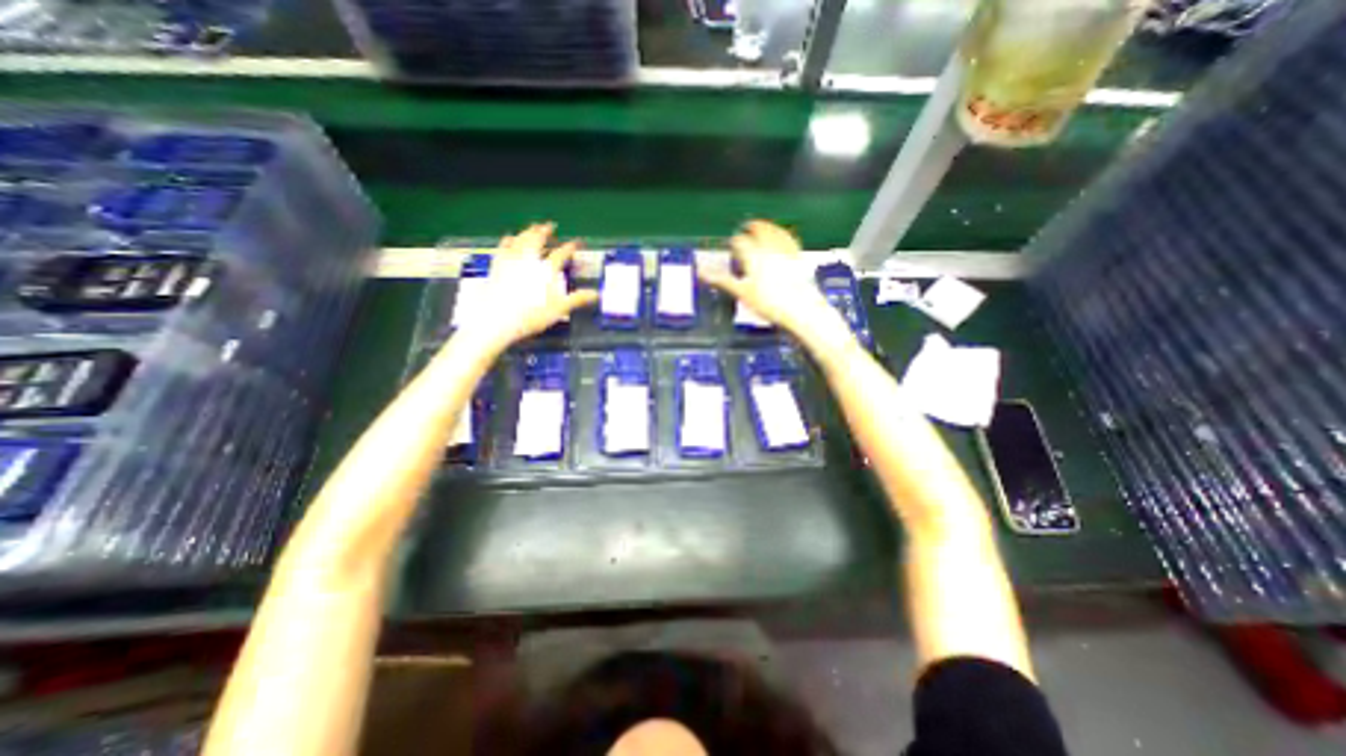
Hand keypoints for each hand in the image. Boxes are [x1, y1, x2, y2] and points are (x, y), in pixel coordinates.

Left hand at [456, 223, 594, 354]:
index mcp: (546, 269)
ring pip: (520, 239)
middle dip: (545, 231)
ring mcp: (511, 261)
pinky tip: (510, 239)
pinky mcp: (497, 266)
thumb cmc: (532, 315)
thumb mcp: (560, 309)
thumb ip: (578, 299)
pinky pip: (503, 247)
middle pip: (538, 239)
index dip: (571, 247)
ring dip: (528, 231)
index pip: (562, 253)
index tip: (577, 243)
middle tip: (551, 226)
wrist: (498, 319)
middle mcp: (529, 260)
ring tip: (533, 228)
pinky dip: (509, 240)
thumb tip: (596, 294)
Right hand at [706, 219, 849, 349]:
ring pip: (775, 231)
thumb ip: (722, 280)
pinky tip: (784, 236)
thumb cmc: (769, 302)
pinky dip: (783, 234)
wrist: (801, 308)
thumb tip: (701, 272)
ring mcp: (785, 251)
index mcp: (753, 255)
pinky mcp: (798, 257)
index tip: (731, 244)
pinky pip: (789, 239)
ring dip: (768, 226)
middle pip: (760, 230)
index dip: (734, 242)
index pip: (740, 242)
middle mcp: (769, 248)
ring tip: (764, 226)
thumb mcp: (742, 293)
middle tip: (748, 226)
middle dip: (752, 227)